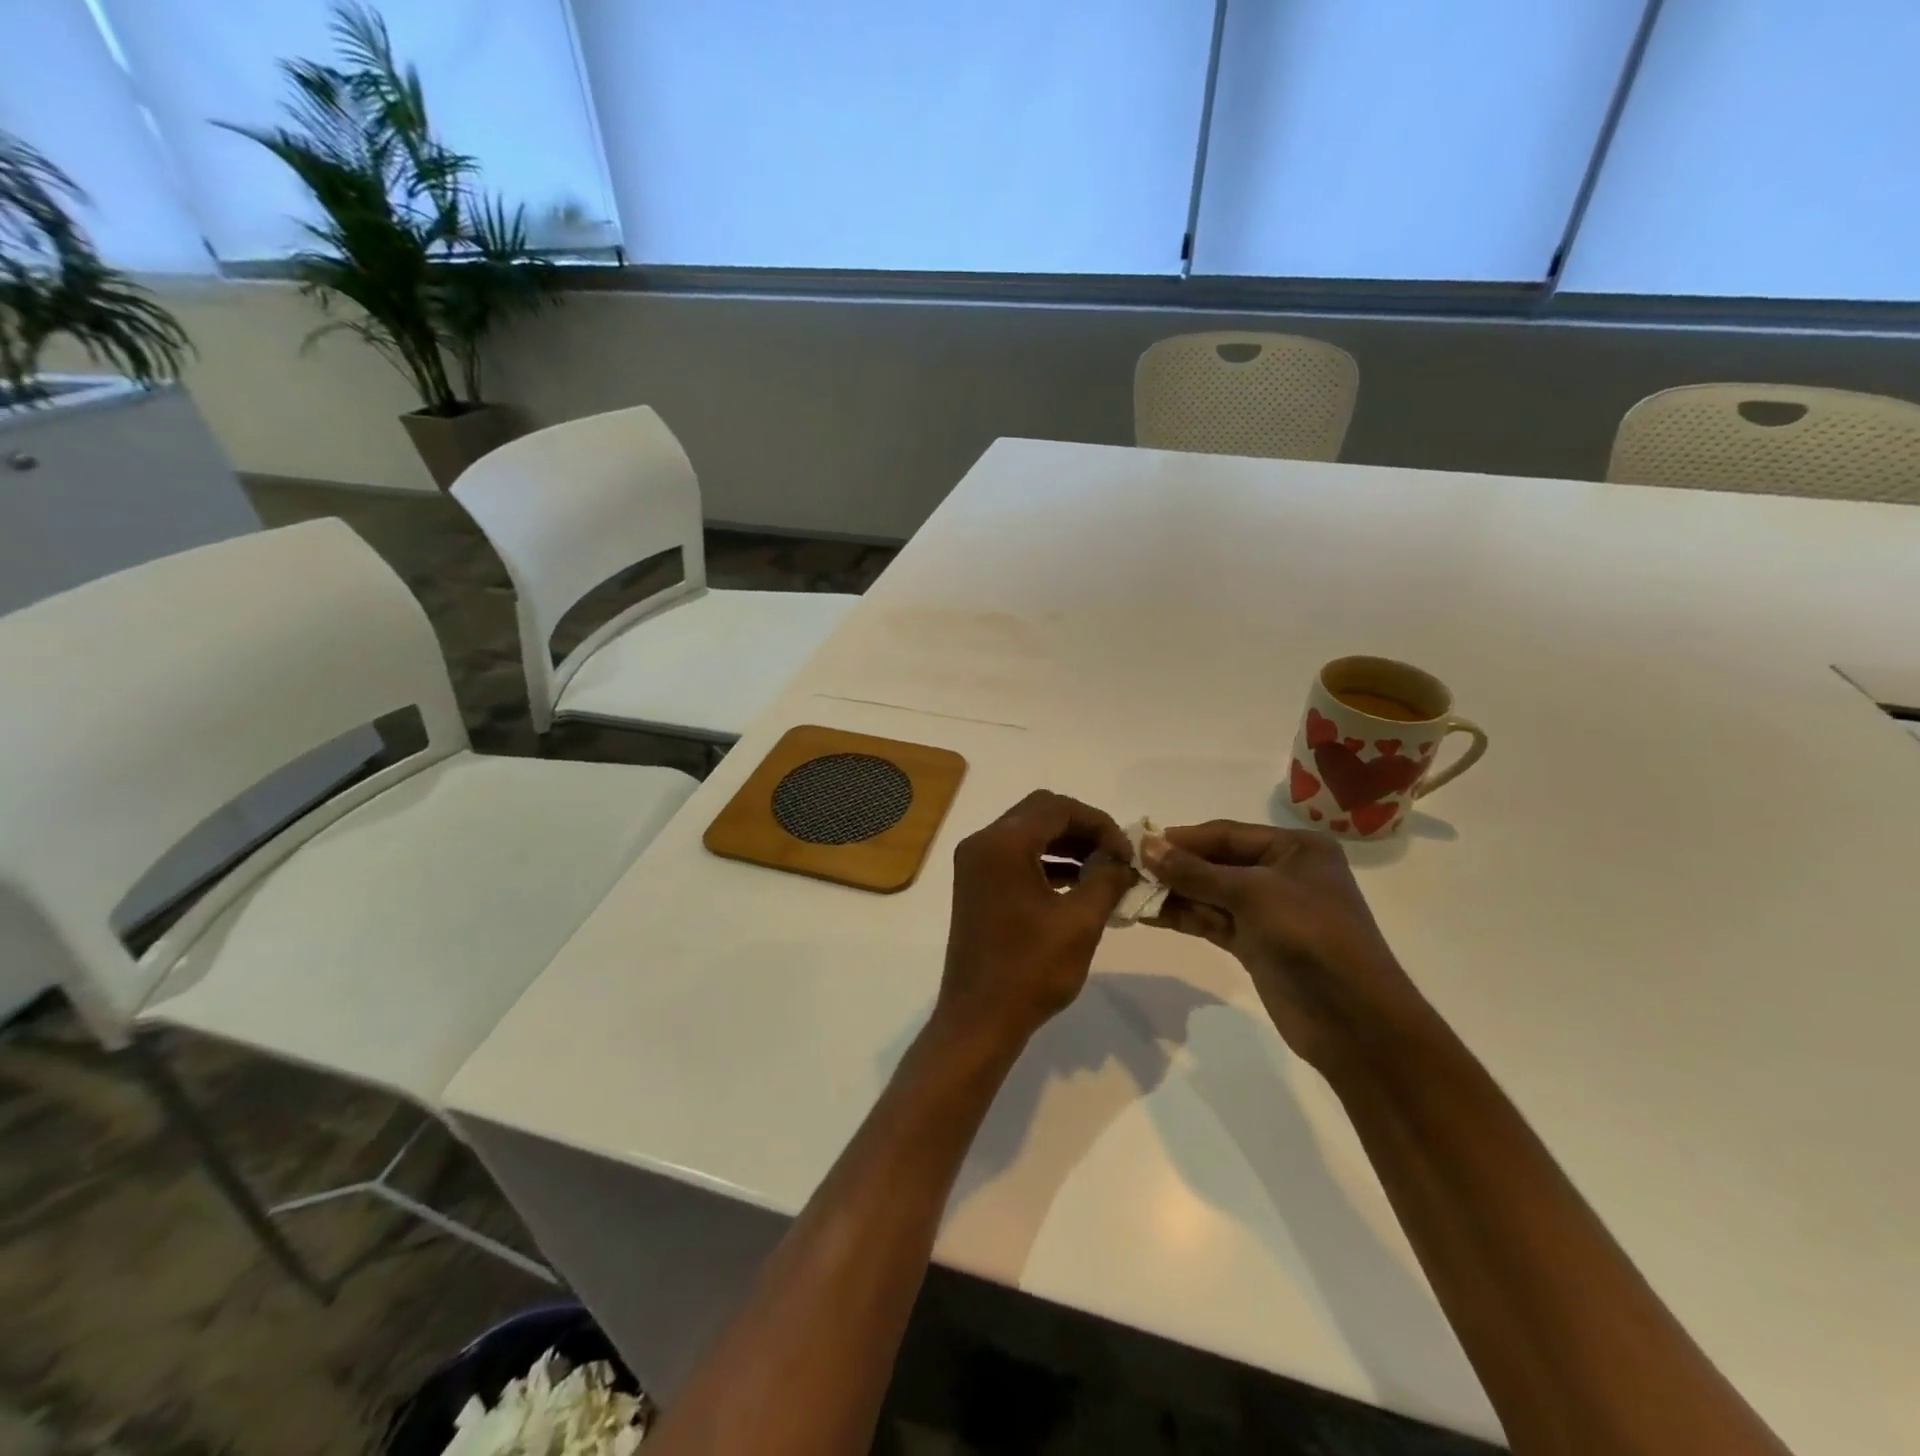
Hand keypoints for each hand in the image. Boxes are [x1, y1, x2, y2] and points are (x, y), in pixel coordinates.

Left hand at [936, 791, 1135, 1055]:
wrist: (979, 1019)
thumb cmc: (1030, 970)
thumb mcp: (1080, 922)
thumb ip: (1106, 878)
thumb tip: (1122, 859)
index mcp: (1002, 844)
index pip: (1057, 808)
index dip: (1098, 823)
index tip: (1127, 852)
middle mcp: (982, 843)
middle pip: (1040, 813)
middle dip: (1083, 829)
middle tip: (1116, 856)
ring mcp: (975, 864)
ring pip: (1028, 833)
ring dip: (1067, 845)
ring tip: (1104, 871)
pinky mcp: (976, 884)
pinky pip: (1016, 856)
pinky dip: (1047, 862)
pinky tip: (1077, 885)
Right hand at [1144, 821, 1427, 1070]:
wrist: (1354, 1020)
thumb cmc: (1311, 936)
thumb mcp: (1252, 894)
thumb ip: (1195, 872)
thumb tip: (1146, 846)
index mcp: (1295, 848)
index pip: (1227, 834)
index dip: (1182, 838)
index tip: (1138, 843)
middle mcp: (1281, 873)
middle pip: (1215, 863)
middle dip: (1174, 866)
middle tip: (1126, 868)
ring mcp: (1267, 911)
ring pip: (1209, 893)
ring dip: (1172, 893)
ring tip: (1128, 891)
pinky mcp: (1255, 943)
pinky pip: (1211, 920)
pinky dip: (1182, 916)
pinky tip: (1147, 913)